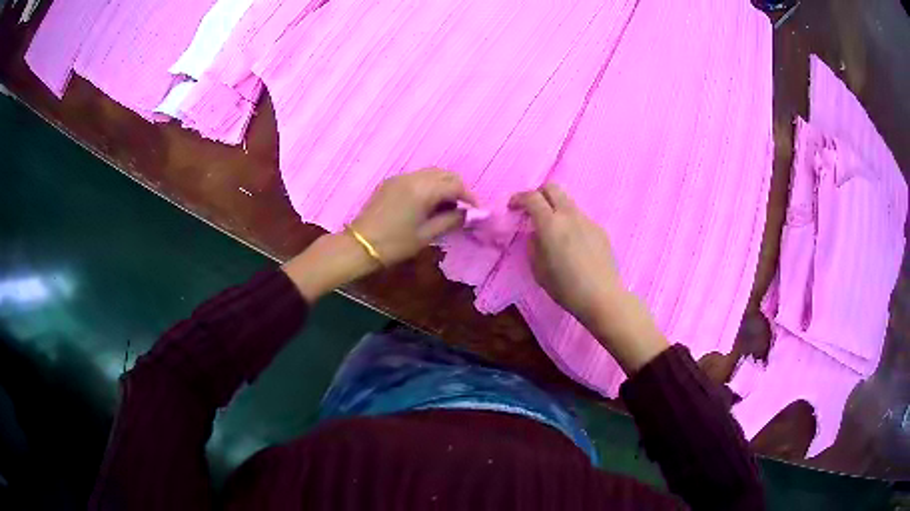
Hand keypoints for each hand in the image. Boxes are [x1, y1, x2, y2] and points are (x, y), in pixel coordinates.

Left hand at [351, 168, 476, 265]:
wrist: (360, 245)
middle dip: (458, 188)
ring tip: (447, 205)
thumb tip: (468, 214)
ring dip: (444, 184)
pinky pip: (417, 177)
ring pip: (431, 173)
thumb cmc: (395, 244)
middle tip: (463, 208)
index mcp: (424, 190)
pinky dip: (429, 184)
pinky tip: (429, 202)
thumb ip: (451, 220)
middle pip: (445, 174)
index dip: (470, 197)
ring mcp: (401, 177)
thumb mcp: (426, 235)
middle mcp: (414, 177)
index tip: (477, 211)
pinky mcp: (391, 182)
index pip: (456, 185)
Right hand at [509, 183, 667, 373]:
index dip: (518, 198)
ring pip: (567, 202)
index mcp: (550, 224)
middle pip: (552, 188)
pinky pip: (580, 217)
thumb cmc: (566, 288)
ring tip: (553, 230)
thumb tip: (536, 234)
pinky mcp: (599, 230)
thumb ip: (534, 246)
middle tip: (531, 209)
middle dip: (538, 193)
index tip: (512, 208)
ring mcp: (587, 220)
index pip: (532, 197)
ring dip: (555, 208)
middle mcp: (570, 215)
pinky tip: (572, 244)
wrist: (602, 296)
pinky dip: (570, 222)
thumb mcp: (539, 270)